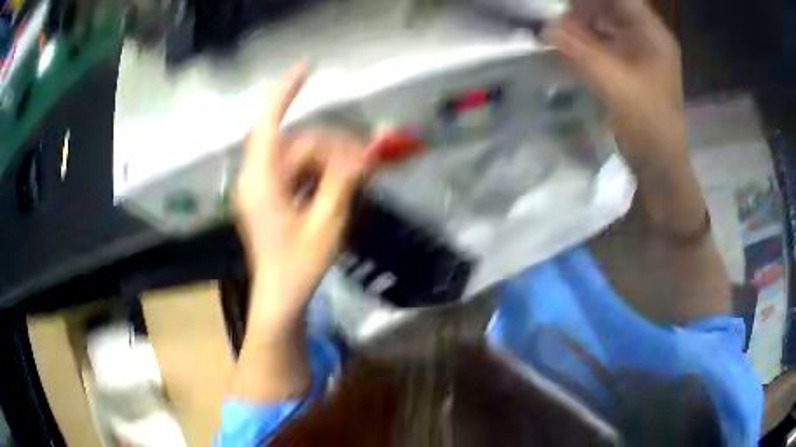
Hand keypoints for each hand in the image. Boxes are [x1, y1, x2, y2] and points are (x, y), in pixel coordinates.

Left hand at [235, 66, 367, 333]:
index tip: (307, 69)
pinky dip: (319, 174)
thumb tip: (365, 150)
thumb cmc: (300, 266)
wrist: (281, 297)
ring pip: (300, 157)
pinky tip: (338, 187)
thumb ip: (344, 180)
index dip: (285, 93)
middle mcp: (256, 177)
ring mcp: (261, 187)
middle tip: (368, 162)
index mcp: (261, 181)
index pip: (267, 124)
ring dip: (329, 162)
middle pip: (297, 143)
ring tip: (357, 178)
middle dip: (333, 147)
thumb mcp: (326, 222)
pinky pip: (297, 172)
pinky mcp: (269, 196)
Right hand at [549, 0, 683, 164]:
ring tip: (559, 34)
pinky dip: (585, 40)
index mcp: (653, 35)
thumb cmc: (648, 126)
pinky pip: (603, 39)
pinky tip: (569, 48)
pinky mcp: (629, 63)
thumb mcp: (616, 87)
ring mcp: (638, 49)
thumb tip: (546, 30)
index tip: (565, 4)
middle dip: (581, 9)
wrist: (659, 164)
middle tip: (556, 21)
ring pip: (604, 21)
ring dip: (580, 24)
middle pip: (610, 5)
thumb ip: (582, 55)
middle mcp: (647, 36)